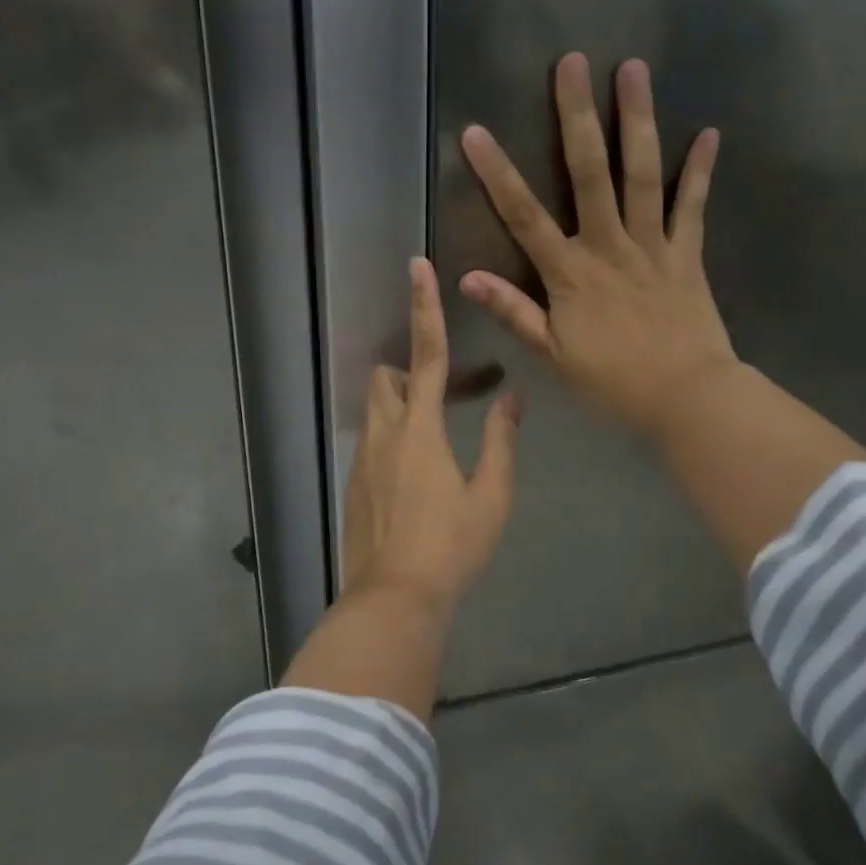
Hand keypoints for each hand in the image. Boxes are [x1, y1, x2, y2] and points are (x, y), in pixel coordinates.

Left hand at [342, 257, 522, 609]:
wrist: (394, 598)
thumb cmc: (451, 547)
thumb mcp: (490, 496)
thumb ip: (501, 441)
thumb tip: (511, 399)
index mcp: (420, 429)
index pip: (425, 355)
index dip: (425, 308)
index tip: (417, 266)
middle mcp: (384, 433)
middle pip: (386, 376)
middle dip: (409, 370)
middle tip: (446, 397)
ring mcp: (363, 458)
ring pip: (376, 408)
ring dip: (402, 406)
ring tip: (436, 442)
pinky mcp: (354, 482)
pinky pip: (372, 440)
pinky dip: (394, 438)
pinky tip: (417, 479)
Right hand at [459, 52, 735, 442]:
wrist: (687, 398)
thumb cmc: (613, 383)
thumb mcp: (553, 357)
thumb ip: (514, 313)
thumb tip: (467, 278)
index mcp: (570, 273)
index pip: (524, 216)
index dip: (497, 174)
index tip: (475, 132)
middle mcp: (609, 246)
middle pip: (590, 173)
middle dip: (577, 116)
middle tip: (572, 63)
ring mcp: (653, 246)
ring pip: (643, 175)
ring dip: (637, 120)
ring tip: (634, 69)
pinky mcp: (687, 255)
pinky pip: (692, 208)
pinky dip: (700, 172)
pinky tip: (709, 133)